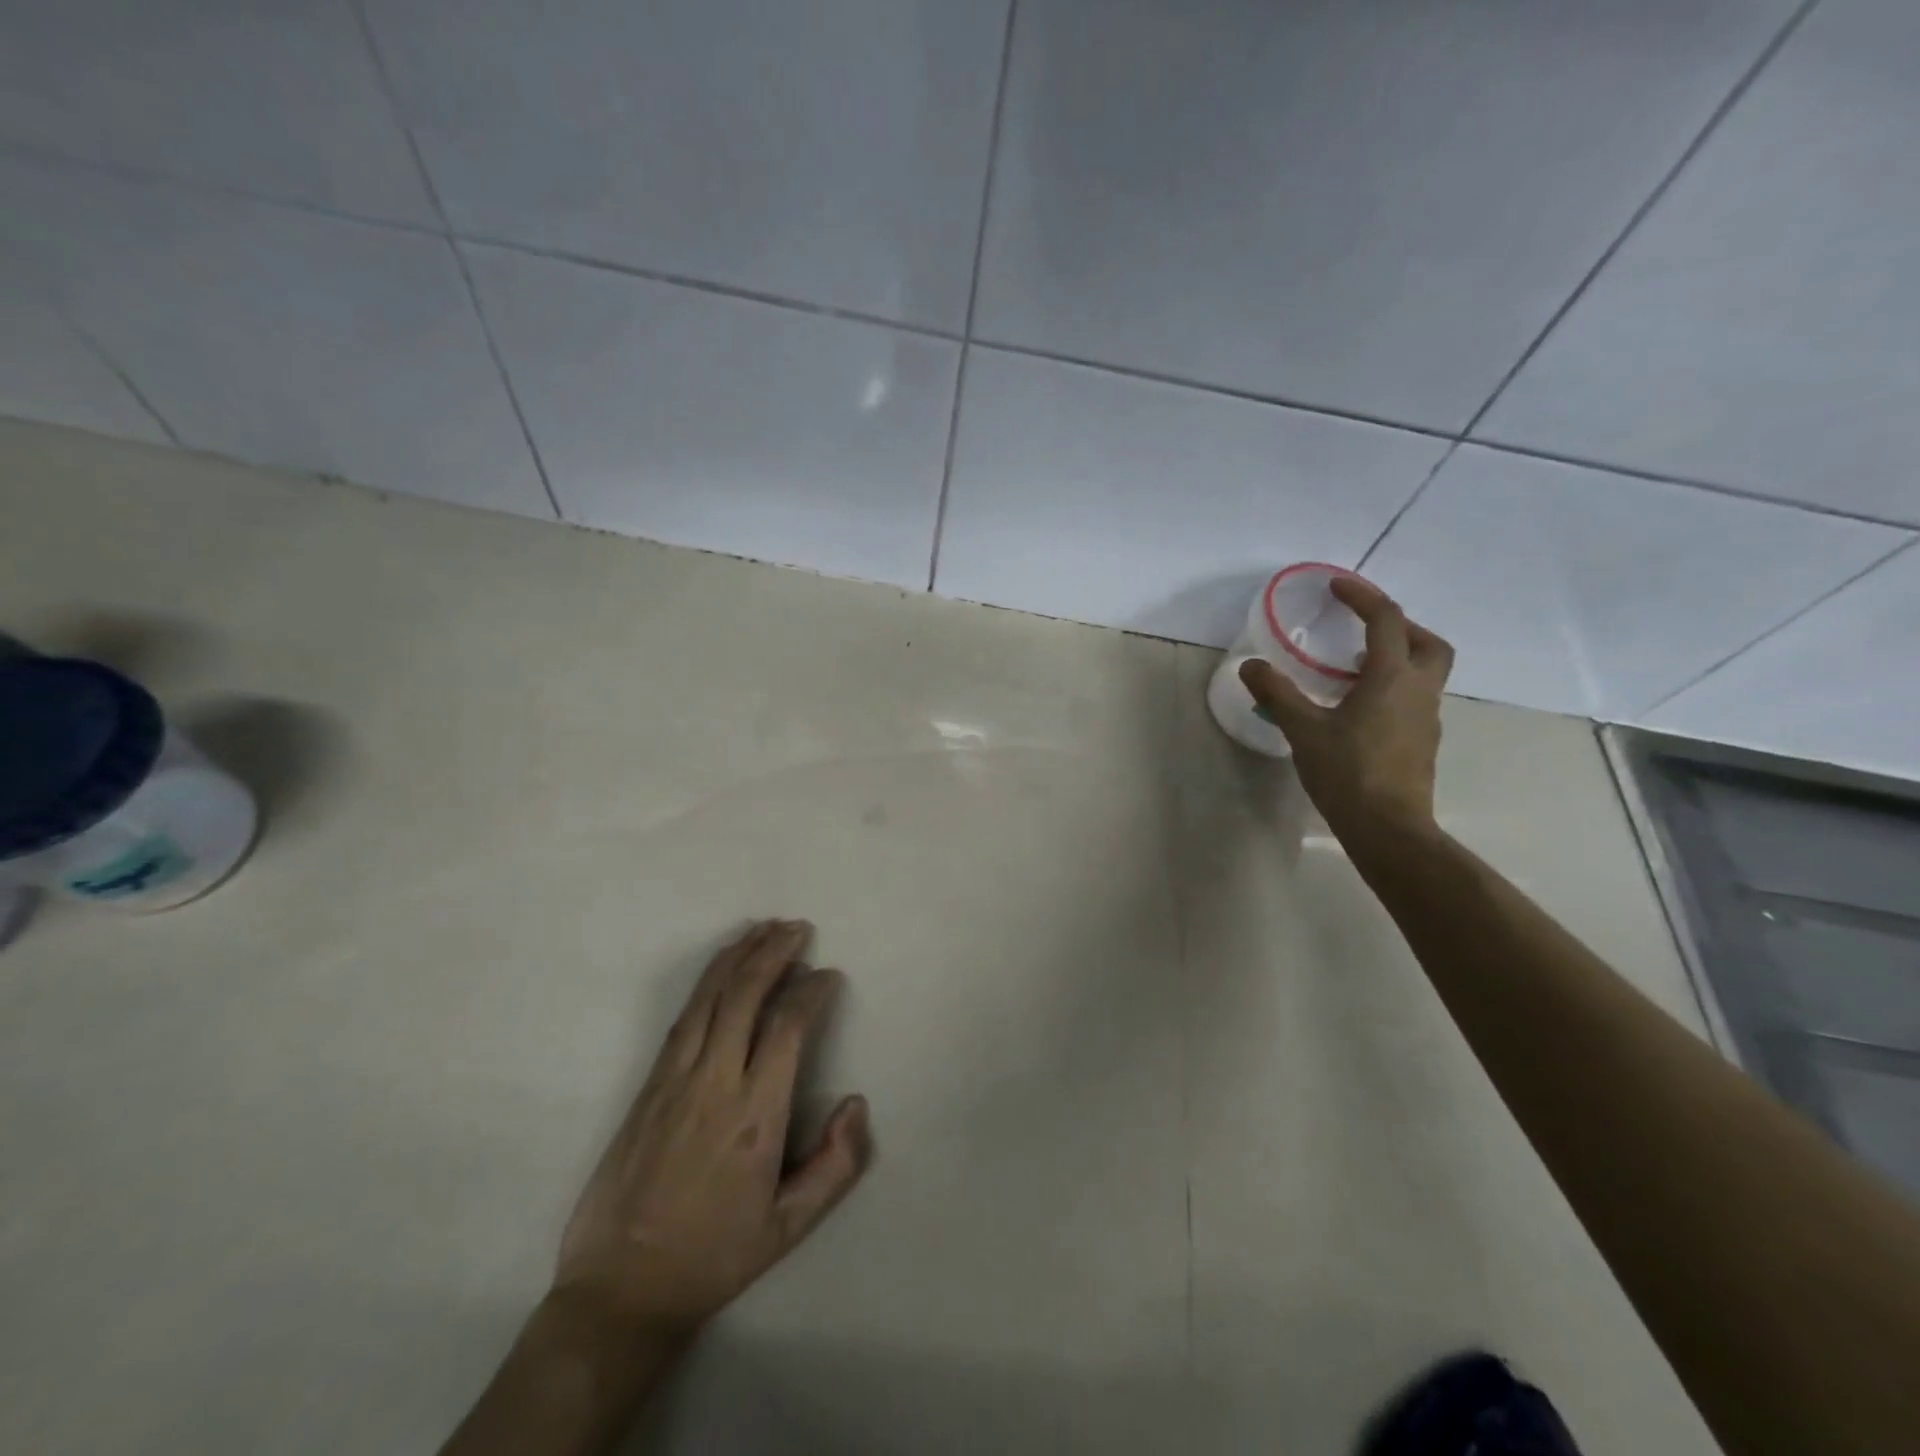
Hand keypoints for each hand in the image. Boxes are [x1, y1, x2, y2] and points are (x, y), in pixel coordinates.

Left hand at [553, 919, 871, 1340]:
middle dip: (775, 953)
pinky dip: (707, 981)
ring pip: (710, 997)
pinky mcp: (648, 1084)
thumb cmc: (714, 1256)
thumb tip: (856, 1102)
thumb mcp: (790, 1228)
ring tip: (764, 928)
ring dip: (740, 956)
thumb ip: (836, 1165)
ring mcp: (675, 1079)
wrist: (620, 1289)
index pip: (788, 1028)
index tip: (830, 976)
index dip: (812, 992)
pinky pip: (683, 1017)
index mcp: (754, 1116)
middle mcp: (714, 1083)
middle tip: (799, 927)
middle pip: (745, 996)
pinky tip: (722, 966)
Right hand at [1239, 577, 1453, 847]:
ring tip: (1354, 670)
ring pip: (1425, 672)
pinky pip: (1414, 699)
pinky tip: (1360, 710)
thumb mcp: (1303, 730)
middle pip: (1427, 642)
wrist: (1388, 829)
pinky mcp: (1422, 743)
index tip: (1337, 587)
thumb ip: (1277, 694)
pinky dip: (1393, 688)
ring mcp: (1426, 719)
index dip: (1363, 597)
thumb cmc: (1347, 773)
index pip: (1386, 621)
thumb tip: (1251, 666)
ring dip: (1397, 658)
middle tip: (1365, 628)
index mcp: (1391, 678)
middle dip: (1399, 626)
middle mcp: (1419, 690)